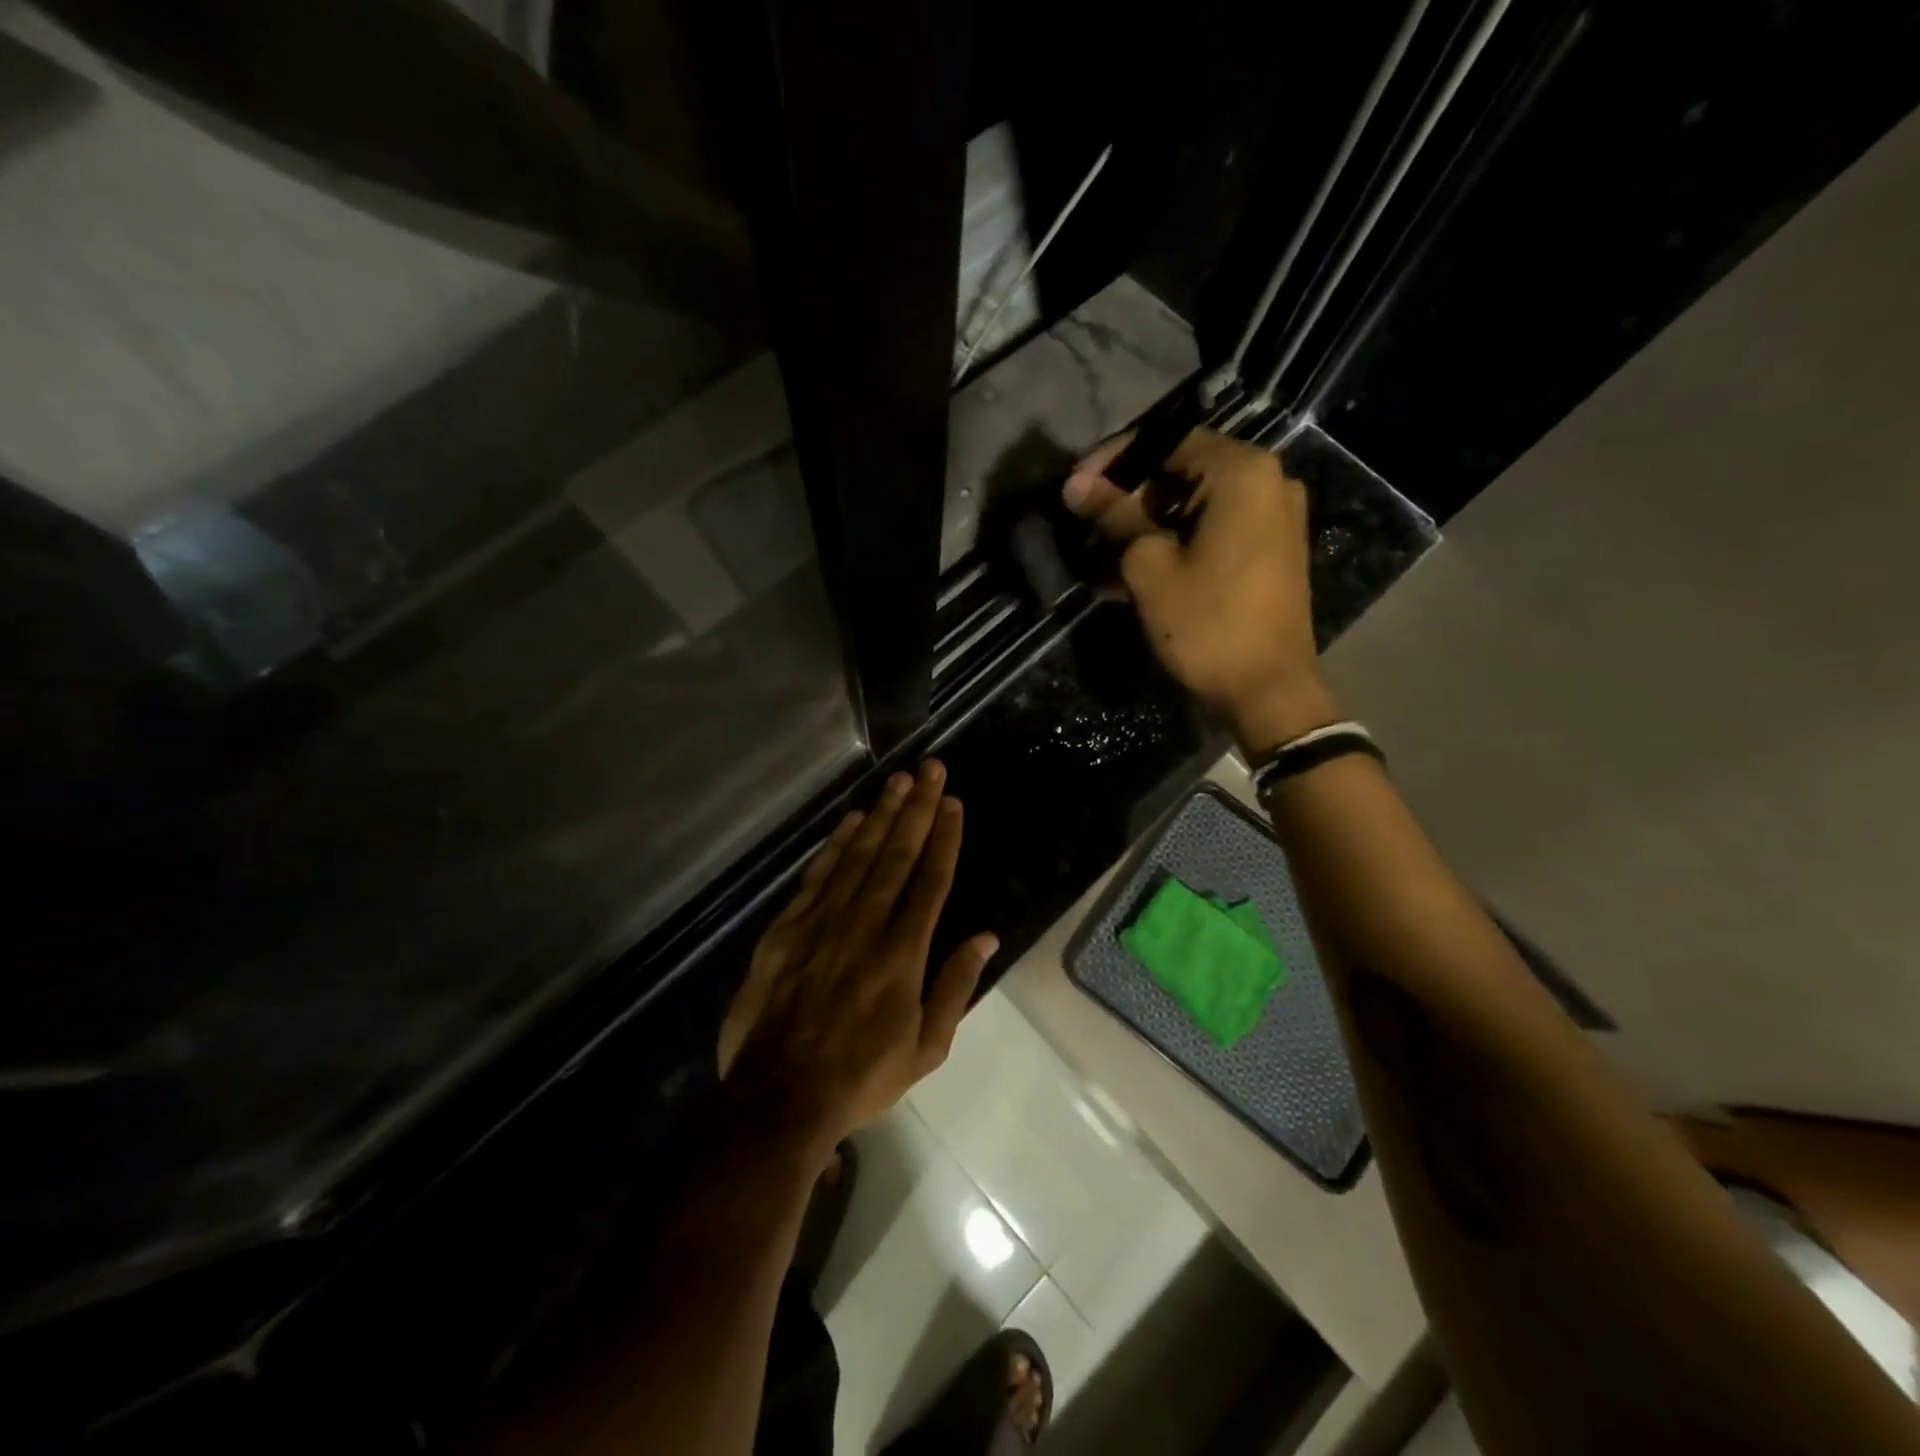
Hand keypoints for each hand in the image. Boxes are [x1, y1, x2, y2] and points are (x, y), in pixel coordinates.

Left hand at [717, 759, 997, 1164]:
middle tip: (931, 769)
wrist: (777, 1099)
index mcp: (903, 956)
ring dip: (881, 815)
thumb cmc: (860, 1078)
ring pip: (858, 857)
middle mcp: (865, 927)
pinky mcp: (787, 929)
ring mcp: (822, 924)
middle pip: (897, 856)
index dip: (944, 838)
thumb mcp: (926, 1049)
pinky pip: (818, 877)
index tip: (953, 803)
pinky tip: (852, 820)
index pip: (930, 882)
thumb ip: (956, 987)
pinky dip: (836, 845)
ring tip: (899, 781)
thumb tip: (985, 936)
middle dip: (917, 809)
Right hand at [1063, 428, 1334, 751]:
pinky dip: (1178, 538)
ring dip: (1149, 520)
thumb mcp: (1149, 566)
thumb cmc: (1206, 623)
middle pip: (1184, 470)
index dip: (1115, 460)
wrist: (1266, 689)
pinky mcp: (1272, 549)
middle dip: (1132, 494)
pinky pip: (1216, 527)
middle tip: (1088, 520)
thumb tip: (1076, 485)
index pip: (1167, 441)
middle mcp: (1269, 481)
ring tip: (1104, 548)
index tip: (1077, 486)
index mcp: (1242, 473)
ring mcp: (1276, 516)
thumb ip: (1114, 516)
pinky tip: (1138, 564)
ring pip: (1197, 502)